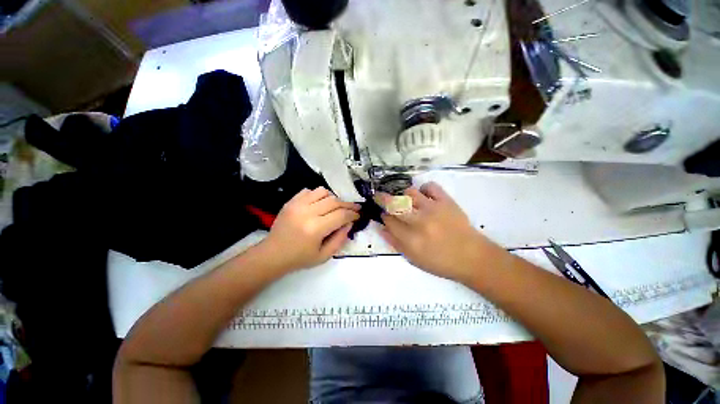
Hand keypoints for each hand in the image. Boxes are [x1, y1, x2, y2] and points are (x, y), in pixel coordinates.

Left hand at [262, 187, 359, 271]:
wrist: (272, 254)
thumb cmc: (299, 258)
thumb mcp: (324, 256)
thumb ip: (340, 239)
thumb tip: (349, 223)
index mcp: (315, 229)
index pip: (341, 215)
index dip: (353, 214)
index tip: (358, 215)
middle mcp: (307, 213)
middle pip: (334, 201)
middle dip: (348, 204)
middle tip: (355, 208)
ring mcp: (297, 205)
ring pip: (323, 192)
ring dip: (333, 198)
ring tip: (337, 206)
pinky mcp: (291, 201)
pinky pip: (309, 191)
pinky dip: (318, 195)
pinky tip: (320, 204)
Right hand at [377, 182, 494, 281]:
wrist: (472, 257)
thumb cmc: (440, 261)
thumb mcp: (413, 259)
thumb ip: (395, 243)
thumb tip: (381, 228)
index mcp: (410, 239)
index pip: (388, 221)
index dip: (382, 215)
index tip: (383, 214)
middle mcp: (419, 221)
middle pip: (394, 204)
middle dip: (382, 199)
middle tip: (380, 197)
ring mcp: (433, 209)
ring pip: (409, 192)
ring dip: (403, 195)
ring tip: (406, 201)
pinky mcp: (446, 201)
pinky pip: (430, 186)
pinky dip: (424, 188)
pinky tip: (424, 196)